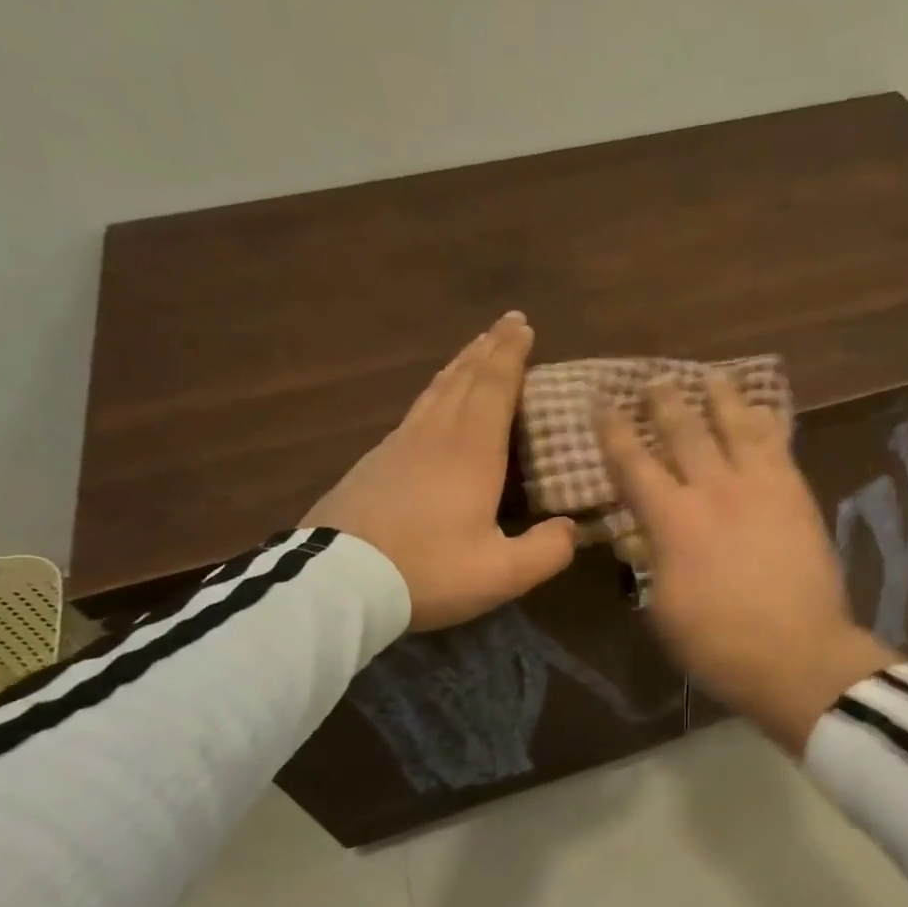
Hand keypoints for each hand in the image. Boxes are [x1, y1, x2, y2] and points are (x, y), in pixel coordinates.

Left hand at [302, 311, 577, 631]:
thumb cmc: (426, 572)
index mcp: (470, 452)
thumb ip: (546, 551)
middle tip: (506, 324)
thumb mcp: (501, 574)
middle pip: (464, 379)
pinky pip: (415, 412)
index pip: (494, 387)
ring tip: (474, 351)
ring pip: (435, 392)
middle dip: (488, 349)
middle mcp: (434, 436)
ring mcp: (397, 447)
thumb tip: (572, 530)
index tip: (522, 325)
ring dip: (460, 366)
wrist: (335, 583)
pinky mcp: (373, 464)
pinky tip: (433, 405)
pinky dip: (435, 394)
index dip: (510, 355)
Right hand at [599, 375, 897, 754]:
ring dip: (720, 397)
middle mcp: (714, 488)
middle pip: (685, 430)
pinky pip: (780, 444)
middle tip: (654, 379)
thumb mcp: (663, 608)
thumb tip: (649, 536)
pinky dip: (768, 422)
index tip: (602, 403)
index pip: (633, 463)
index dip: (614, 431)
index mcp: (672, 519)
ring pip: (737, 424)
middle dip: (665, 401)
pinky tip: (765, 410)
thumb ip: (653, 562)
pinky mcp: (797, 493)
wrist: (797, 653)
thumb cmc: (718, 643)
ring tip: (711, 377)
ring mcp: (760, 485)